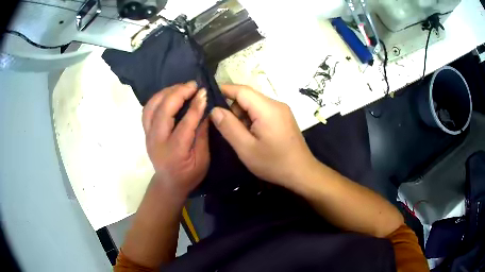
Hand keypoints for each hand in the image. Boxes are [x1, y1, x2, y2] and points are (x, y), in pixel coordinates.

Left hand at [142, 82, 209, 196]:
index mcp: (174, 150)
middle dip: (178, 93)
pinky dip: (157, 98)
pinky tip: (168, 94)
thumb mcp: (202, 160)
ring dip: (166, 92)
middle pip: (163, 110)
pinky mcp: (146, 131)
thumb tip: (206, 110)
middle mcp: (157, 140)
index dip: (195, 105)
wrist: (168, 183)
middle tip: (193, 85)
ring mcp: (148, 135)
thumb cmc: (188, 175)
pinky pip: (148, 109)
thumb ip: (202, 135)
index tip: (204, 92)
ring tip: (181, 87)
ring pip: (152, 106)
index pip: (185, 123)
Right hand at [210, 85, 316, 186]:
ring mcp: (282, 111)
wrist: (302, 173)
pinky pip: (263, 111)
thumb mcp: (246, 148)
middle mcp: (276, 104)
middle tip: (228, 129)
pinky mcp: (284, 118)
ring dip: (244, 116)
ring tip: (243, 137)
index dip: (224, 90)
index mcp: (267, 108)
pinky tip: (254, 136)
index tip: (209, 98)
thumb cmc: (274, 163)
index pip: (242, 90)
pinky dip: (253, 119)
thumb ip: (229, 127)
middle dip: (234, 109)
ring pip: (255, 105)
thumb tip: (214, 110)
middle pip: (248, 97)